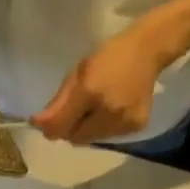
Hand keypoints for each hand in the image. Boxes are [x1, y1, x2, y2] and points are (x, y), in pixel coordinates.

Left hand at [30, 23, 174, 144]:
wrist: (150, 49)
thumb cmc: (109, 56)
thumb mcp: (77, 73)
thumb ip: (58, 102)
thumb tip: (39, 125)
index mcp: (90, 92)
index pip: (59, 127)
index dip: (47, 127)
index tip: (40, 121)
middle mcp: (109, 111)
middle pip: (75, 137)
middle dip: (68, 128)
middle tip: (73, 111)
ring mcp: (125, 121)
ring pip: (91, 139)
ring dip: (85, 129)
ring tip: (94, 108)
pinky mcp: (136, 126)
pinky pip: (108, 136)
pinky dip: (102, 128)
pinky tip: (110, 110)